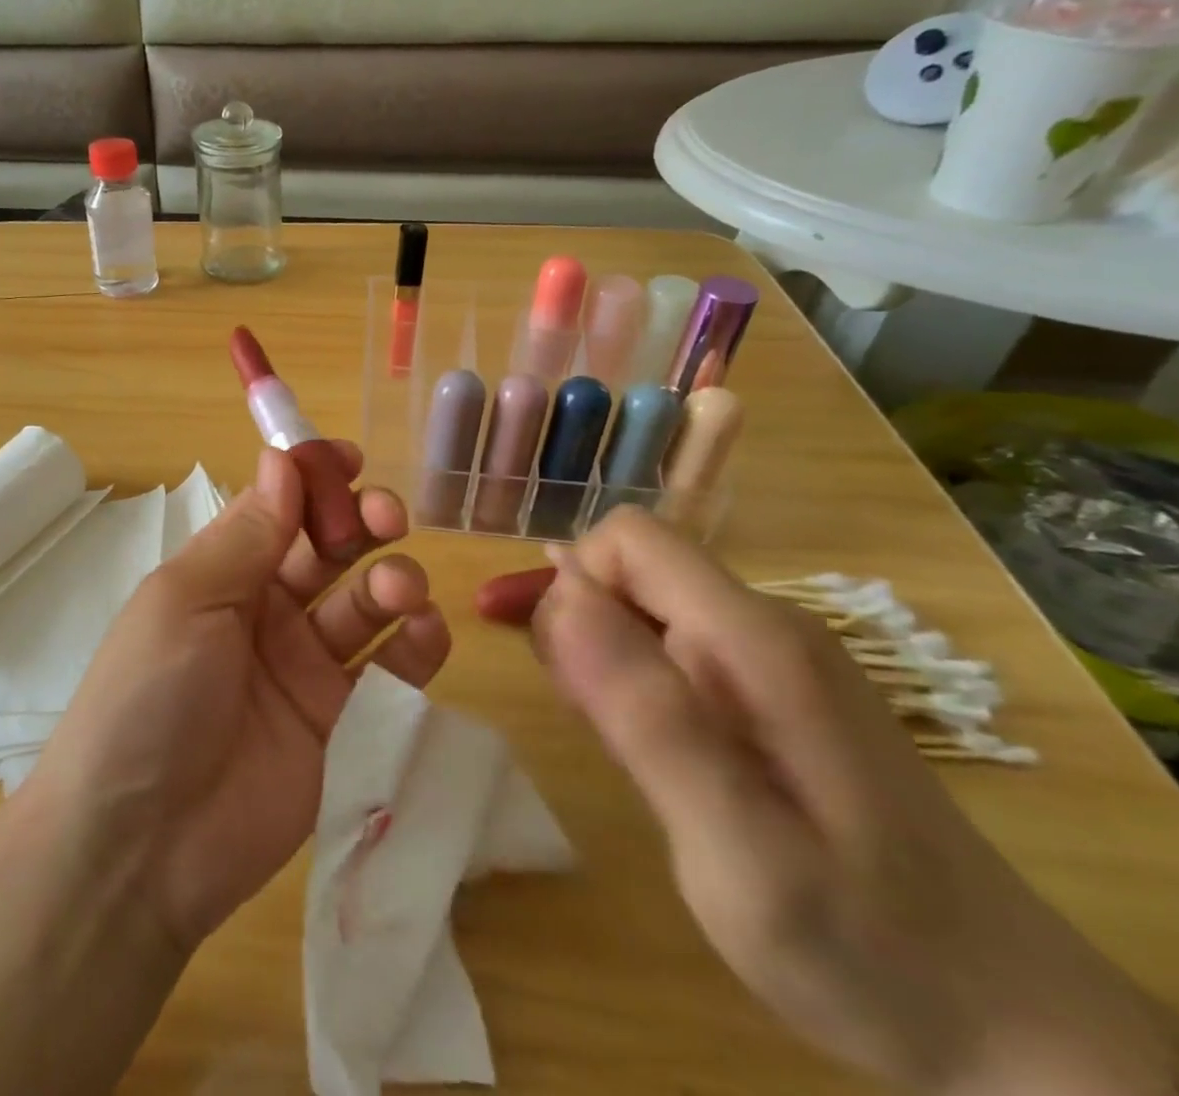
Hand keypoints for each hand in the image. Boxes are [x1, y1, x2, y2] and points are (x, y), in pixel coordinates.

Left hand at [30, 443, 450, 953]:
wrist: (140, 845)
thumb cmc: (150, 695)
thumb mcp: (186, 600)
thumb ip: (246, 535)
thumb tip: (283, 459)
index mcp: (222, 574)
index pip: (277, 509)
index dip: (313, 481)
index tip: (351, 460)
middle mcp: (266, 612)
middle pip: (327, 551)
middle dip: (360, 523)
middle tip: (385, 518)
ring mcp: (305, 668)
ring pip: (364, 604)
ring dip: (391, 581)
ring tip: (400, 588)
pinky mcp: (341, 724)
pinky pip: (388, 673)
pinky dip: (415, 645)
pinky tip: (424, 631)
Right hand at [477, 508, 1172, 1095]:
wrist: (1011, 1032)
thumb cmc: (861, 943)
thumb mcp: (733, 842)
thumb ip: (644, 710)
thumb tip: (561, 593)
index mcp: (753, 641)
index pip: (629, 540)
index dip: (573, 585)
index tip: (563, 672)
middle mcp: (766, 628)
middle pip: (633, 569)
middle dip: (577, 622)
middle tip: (581, 718)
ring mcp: (777, 660)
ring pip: (647, 607)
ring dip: (599, 652)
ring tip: (606, 738)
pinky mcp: (777, 694)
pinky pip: (674, 646)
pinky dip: (631, 676)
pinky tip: (642, 744)